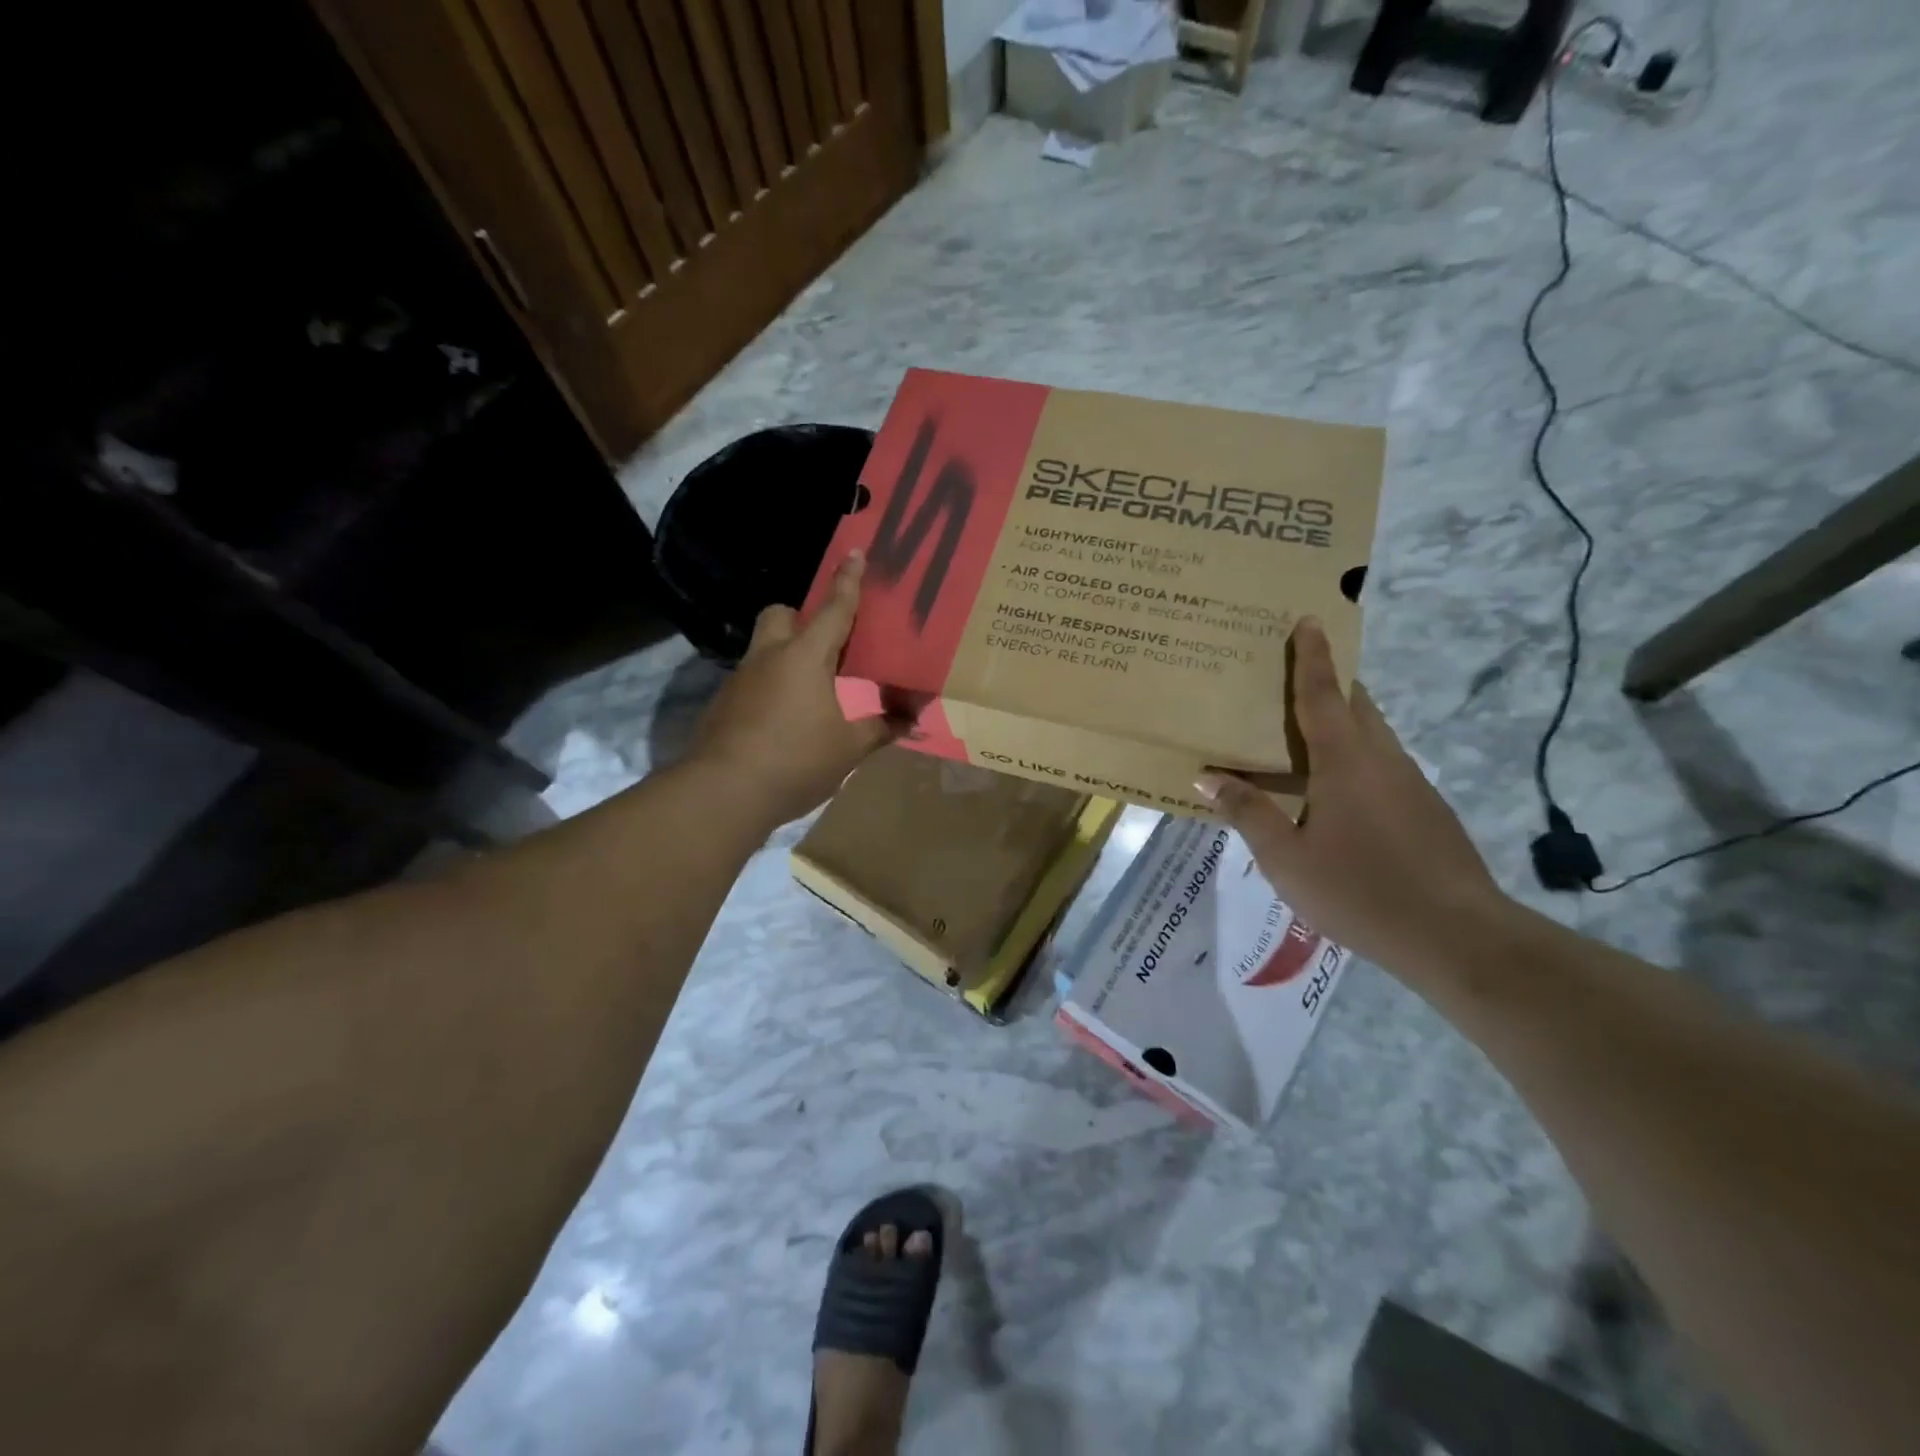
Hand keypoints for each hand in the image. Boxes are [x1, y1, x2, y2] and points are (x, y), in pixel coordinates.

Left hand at [692, 550, 899, 827]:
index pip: (834, 609)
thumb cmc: (796, 762)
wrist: (724, 792)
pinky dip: (769, 688)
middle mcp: (770, 657)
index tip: (855, 551)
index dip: (848, 581)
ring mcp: (741, 680)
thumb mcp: (848, 748)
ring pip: (763, 648)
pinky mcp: (723, 704)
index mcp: (806, 657)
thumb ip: (881, 729)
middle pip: (779, 614)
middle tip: (823, 645)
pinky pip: (751, 681)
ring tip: (808, 691)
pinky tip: (782, 720)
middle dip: (799, 617)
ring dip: (784, 656)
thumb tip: (913, 721)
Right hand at [1195, 618, 1509, 972]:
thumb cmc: (1360, 890)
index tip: (1309, 619)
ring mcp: (1411, 784)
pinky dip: (1352, 759)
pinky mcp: (1426, 809)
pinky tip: (1331, 794)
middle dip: (1327, 683)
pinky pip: (1380, 766)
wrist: (1457, 937)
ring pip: (1370, 736)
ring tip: (1300, 737)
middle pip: (1354, 706)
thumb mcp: (1286, 858)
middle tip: (1290, 677)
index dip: (1312, 657)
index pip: (1322, 695)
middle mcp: (1382, 760)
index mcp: (1345, 761)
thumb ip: (1247, 812)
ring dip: (1339, 723)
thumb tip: (1207, 777)